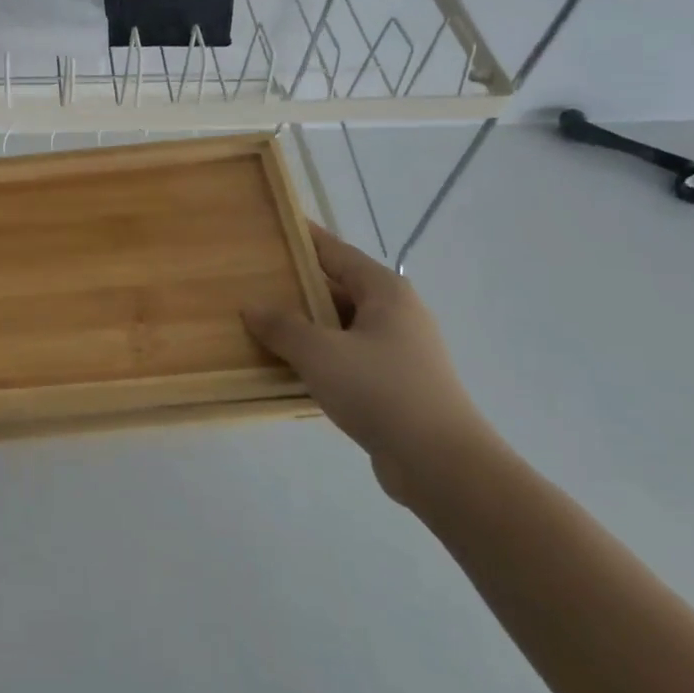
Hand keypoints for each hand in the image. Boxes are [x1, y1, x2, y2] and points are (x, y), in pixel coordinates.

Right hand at [243, 223, 492, 501]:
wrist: (441, 465)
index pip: (336, 251)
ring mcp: (398, 351)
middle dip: (297, 286)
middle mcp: (396, 313)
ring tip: (260, 323)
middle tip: (252, 280)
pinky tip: (289, 366)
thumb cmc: (380, 390)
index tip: (271, 227)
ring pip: (341, 326)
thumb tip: (251, 307)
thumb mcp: (319, 352)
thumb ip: (282, 325)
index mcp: (384, 291)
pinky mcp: (395, 385)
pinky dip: (319, 356)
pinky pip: (347, 357)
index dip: (303, 238)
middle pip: (337, 288)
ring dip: (305, 326)